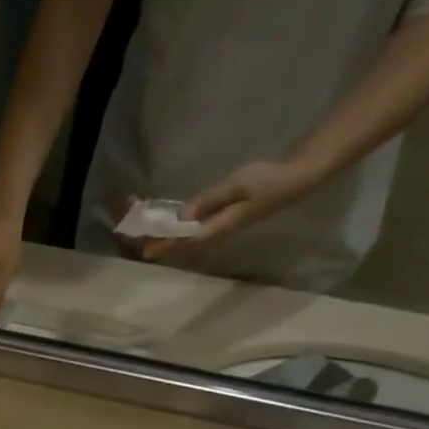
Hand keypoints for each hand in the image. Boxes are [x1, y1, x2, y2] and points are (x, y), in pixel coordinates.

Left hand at [133, 160, 326, 261]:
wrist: (295, 181)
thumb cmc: (268, 180)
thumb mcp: (238, 185)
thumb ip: (210, 200)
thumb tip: (183, 216)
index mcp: (218, 228)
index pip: (183, 241)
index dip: (162, 244)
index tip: (143, 248)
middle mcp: (214, 233)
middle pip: (179, 244)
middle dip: (156, 240)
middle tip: (133, 235)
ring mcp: (217, 229)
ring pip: (183, 239)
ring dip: (163, 236)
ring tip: (142, 233)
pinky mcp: (219, 221)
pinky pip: (191, 231)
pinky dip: (174, 228)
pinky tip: (165, 224)